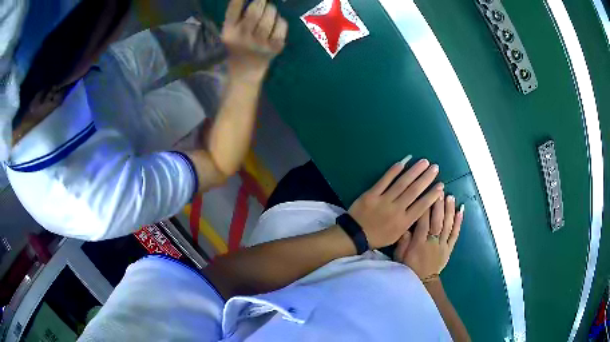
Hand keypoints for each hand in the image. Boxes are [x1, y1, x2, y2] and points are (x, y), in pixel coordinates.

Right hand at [222, 0, 287, 82]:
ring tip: (270, 11)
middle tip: (263, 2)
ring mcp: (259, 44)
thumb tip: (255, 0)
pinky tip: (276, 23)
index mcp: (229, 32)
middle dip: (261, 2)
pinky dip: (280, 21)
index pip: (233, 11)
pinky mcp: (274, 48)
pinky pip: (281, 27)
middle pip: (254, 13)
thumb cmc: (238, 46)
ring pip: (269, 19)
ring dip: (272, 10)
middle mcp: (242, 38)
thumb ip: (237, 15)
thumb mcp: (230, 32)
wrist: (245, 72)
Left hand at [348, 158, 443, 249]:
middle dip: (426, 178)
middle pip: (414, 191)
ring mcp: (383, 201)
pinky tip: (403, 162)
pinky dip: (393, 171)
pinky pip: (384, 180)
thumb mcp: (396, 236)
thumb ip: (408, 224)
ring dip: (414, 171)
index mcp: (403, 222)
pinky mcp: (371, 194)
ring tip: (424, 162)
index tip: (441, 185)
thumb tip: (420, 210)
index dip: (432, 195)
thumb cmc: (378, 237)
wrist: (355, 235)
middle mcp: (396, 210)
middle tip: (435, 167)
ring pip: (402, 183)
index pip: (421, 206)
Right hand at [394, 194, 463, 280]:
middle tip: (440, 190)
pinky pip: (455, 234)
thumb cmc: (409, 267)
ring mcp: (443, 244)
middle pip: (437, 221)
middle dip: (439, 205)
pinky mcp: (449, 248)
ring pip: (447, 225)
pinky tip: (461, 211)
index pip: (423, 222)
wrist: (423, 282)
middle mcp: (433, 242)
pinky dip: (459, 222)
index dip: (425, 208)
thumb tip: (405, 226)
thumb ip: (403, 241)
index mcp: (419, 243)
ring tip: (451, 196)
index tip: (427, 194)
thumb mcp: (400, 256)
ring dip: (449, 210)